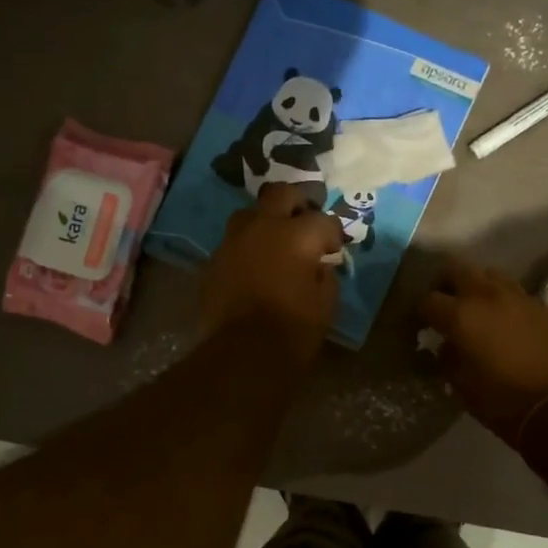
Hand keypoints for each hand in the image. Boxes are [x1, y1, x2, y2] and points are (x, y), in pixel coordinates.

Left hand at [197, 184, 343, 362]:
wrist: (242, 353)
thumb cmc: (294, 329)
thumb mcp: (326, 303)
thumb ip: (325, 275)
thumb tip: (319, 265)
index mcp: (297, 234)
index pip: (323, 219)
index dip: (333, 232)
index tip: (334, 247)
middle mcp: (263, 226)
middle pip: (280, 194)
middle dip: (296, 202)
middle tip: (304, 220)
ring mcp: (233, 241)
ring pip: (250, 213)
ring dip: (265, 221)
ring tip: (275, 240)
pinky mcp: (213, 261)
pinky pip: (233, 242)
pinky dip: (246, 247)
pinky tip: (254, 265)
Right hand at [418, 256, 547, 443]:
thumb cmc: (504, 402)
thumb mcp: (462, 386)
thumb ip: (448, 358)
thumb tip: (448, 345)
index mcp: (461, 315)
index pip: (429, 300)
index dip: (422, 312)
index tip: (424, 324)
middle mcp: (489, 296)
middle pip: (458, 268)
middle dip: (447, 283)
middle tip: (447, 303)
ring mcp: (521, 298)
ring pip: (492, 276)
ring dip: (481, 288)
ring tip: (481, 311)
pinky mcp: (547, 308)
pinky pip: (520, 297)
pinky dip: (509, 306)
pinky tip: (512, 327)